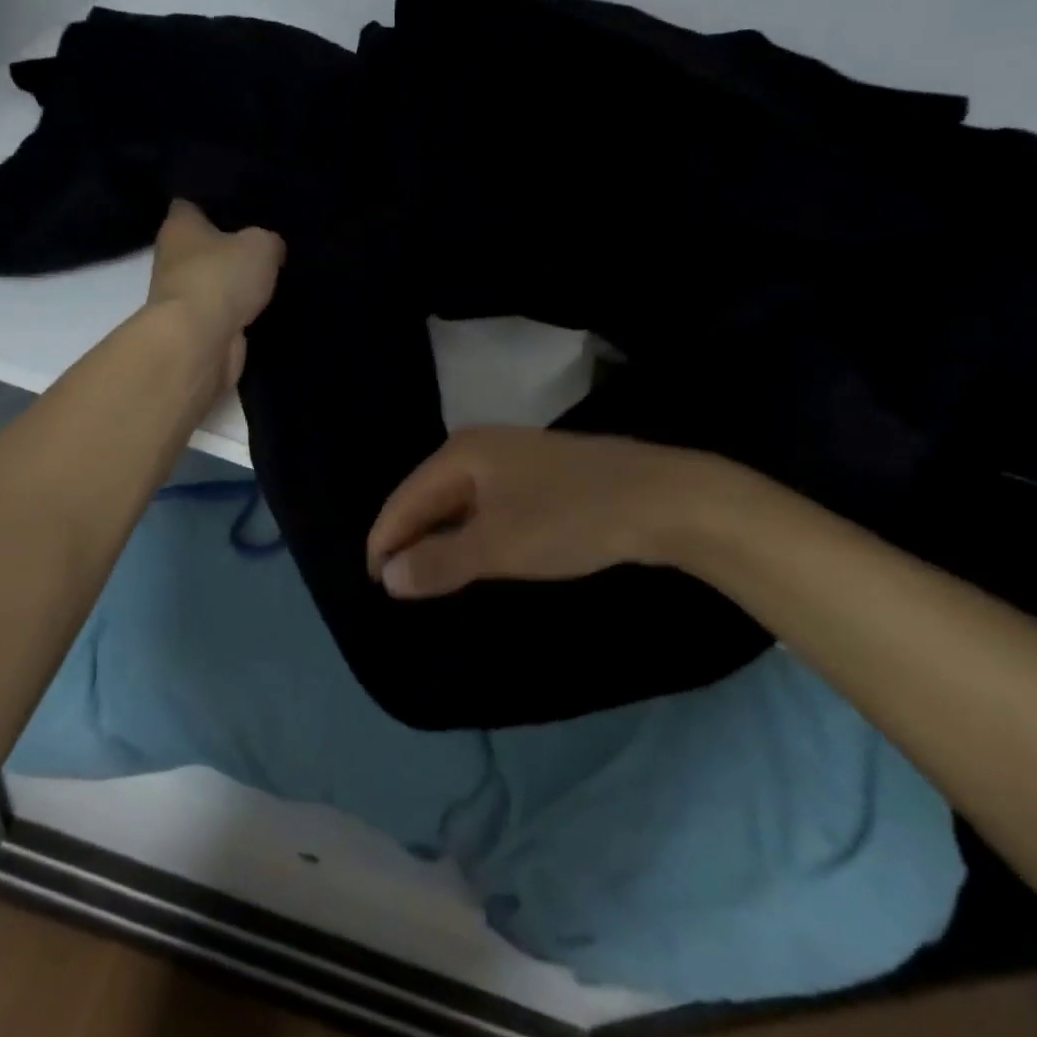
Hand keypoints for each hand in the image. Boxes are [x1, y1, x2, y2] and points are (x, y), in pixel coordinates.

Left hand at [147, 200, 284, 389]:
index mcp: (179, 225)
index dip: (217, 203)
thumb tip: (271, 248)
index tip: (245, 206)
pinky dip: (239, 312)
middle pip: (204, 245)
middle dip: (230, 246)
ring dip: (236, 283)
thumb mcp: (260, 245)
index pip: (193, 203)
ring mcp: (181, 295)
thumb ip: (268, 241)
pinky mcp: (195, 327)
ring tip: (273, 276)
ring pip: (214, 280)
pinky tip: (266, 307)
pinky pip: (222, 311)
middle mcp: (172, 257)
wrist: (199, 341)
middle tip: (267, 243)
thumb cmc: (221, 278)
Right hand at [365, 427, 731, 598]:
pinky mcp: (538, 478)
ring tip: (428, 577)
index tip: (373, 586)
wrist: (662, 498)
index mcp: (460, 455)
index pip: (403, 500)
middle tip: (397, 588)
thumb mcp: (498, 546)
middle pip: (427, 497)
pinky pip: (486, 506)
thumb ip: (439, 562)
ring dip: (441, 539)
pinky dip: (472, 534)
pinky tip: (475, 556)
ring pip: (459, 503)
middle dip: (410, 540)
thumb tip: (390, 577)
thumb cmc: (569, 518)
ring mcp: (511, 460)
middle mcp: (479, 449)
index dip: (384, 542)